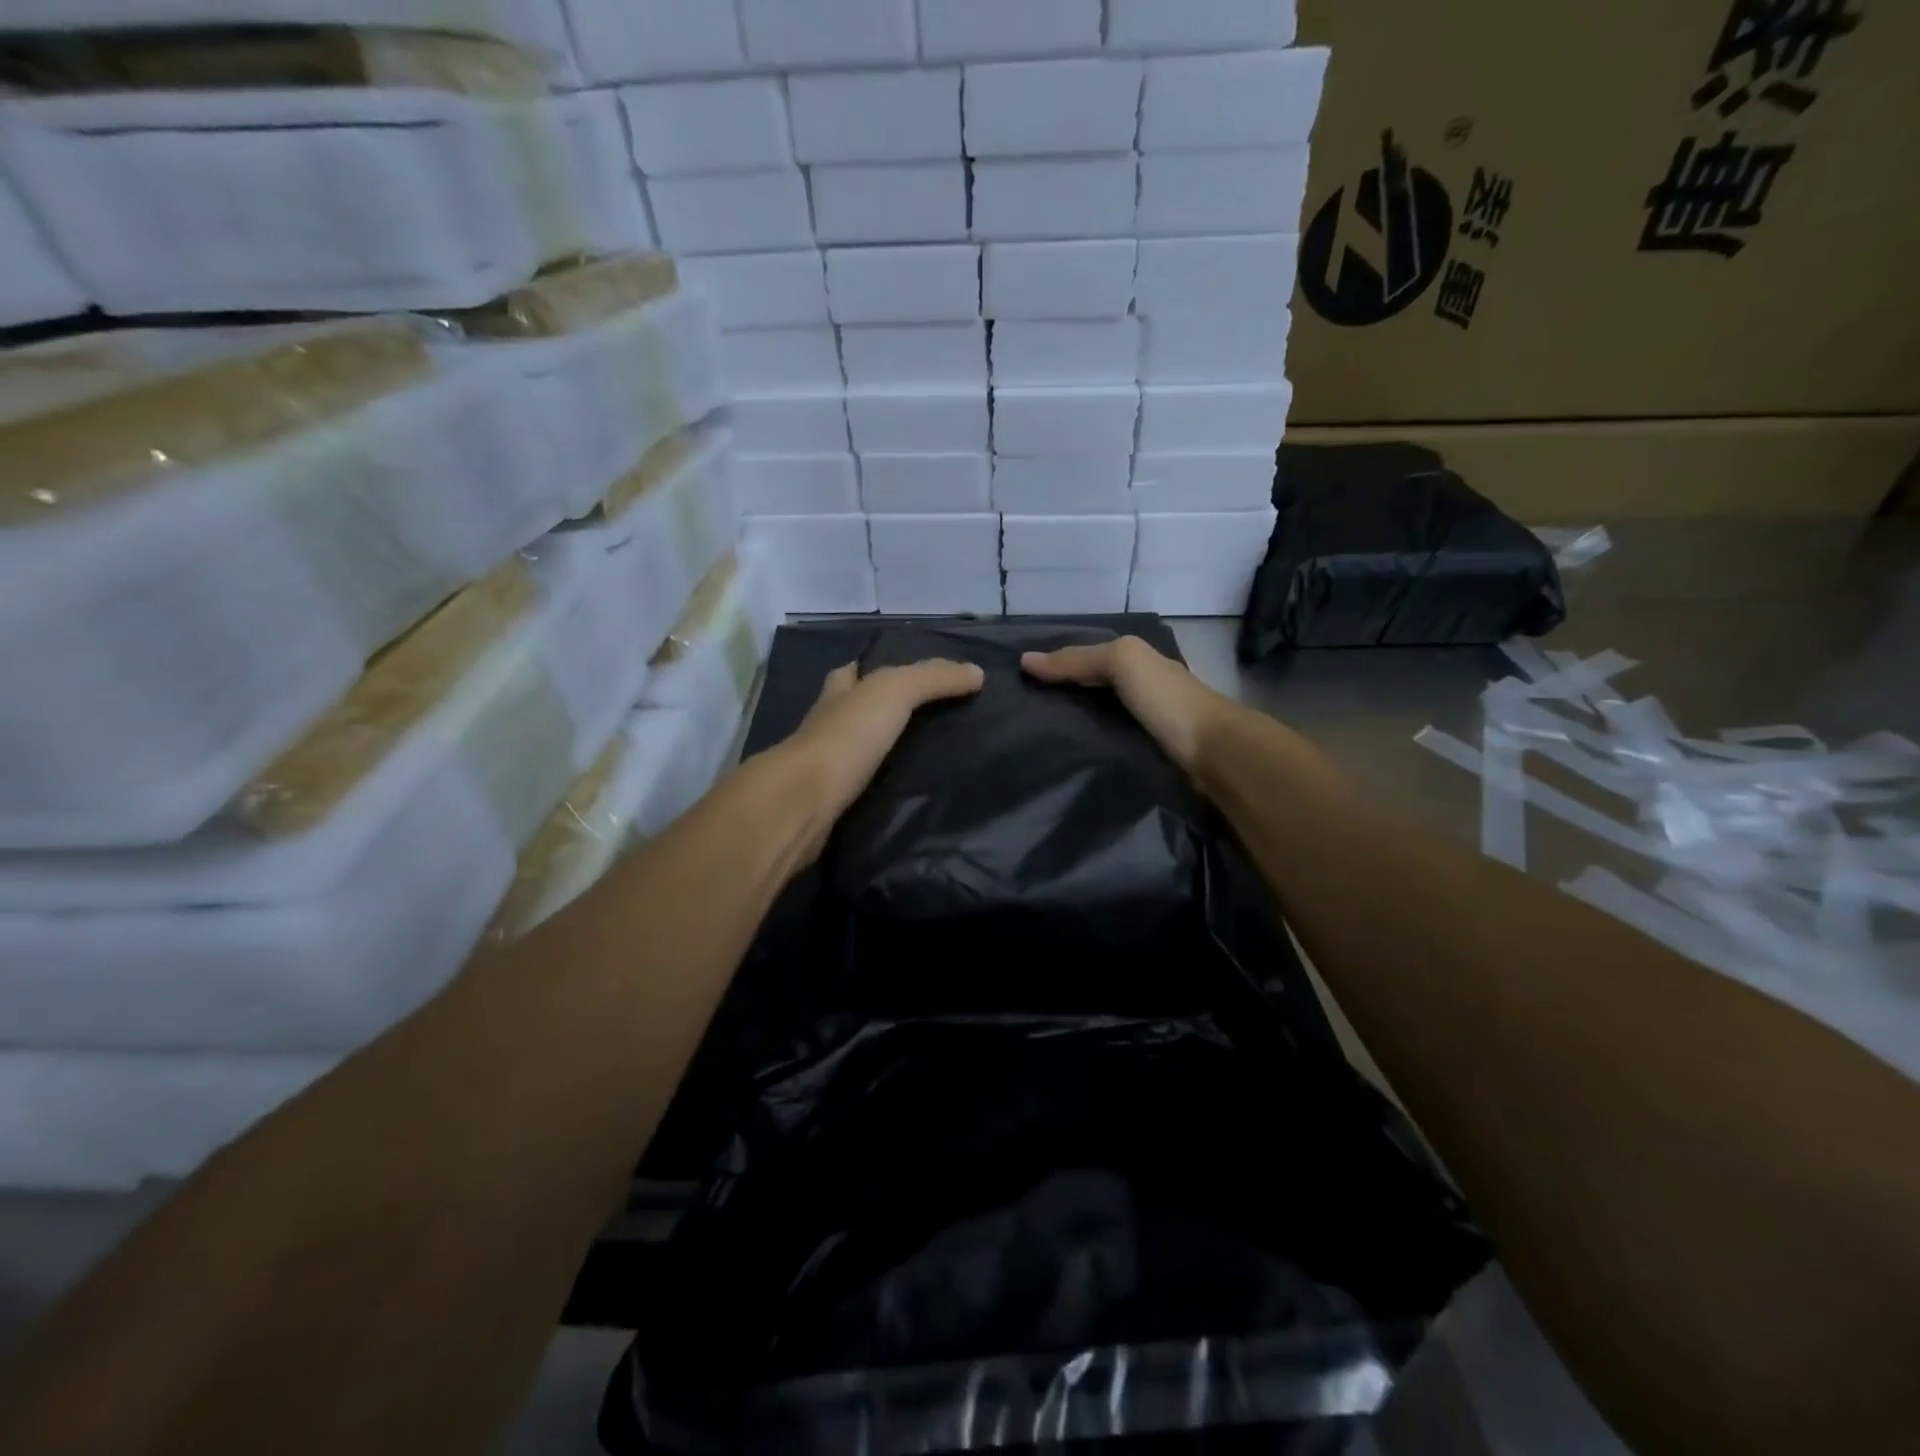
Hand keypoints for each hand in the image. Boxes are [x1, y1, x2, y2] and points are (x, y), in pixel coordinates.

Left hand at [783, 658, 985, 823]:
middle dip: (881, 713)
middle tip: (930, 721)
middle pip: (854, 711)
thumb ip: (933, 679)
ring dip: (883, 752)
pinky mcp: (830, 801)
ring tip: (928, 758)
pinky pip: (861, 787)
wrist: (804, 802)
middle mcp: (826, 725)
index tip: (912, 677)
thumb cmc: (846, 737)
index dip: (875, 669)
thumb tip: (977, 673)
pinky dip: (880, 787)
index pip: (853, 672)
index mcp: (837, 694)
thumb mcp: (894, 693)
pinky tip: (906, 792)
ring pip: (858, 751)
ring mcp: (825, 766)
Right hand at [1020, 637, 1231, 773]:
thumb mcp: (1123, 663)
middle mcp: (1140, 687)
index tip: (1015, 680)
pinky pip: (1106, 742)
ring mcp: (1144, 722)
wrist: (1213, 753)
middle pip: (1090, 687)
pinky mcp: (1145, 753)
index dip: (1054, 664)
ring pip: (1096, 716)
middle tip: (1015, 711)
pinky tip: (1063, 754)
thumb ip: (1078, 659)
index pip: (1085, 657)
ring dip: (1069, 724)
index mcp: (1136, 660)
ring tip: (1029, 737)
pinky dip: (1085, 744)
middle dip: (1058, 695)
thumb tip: (1025, 661)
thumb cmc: (1167, 700)